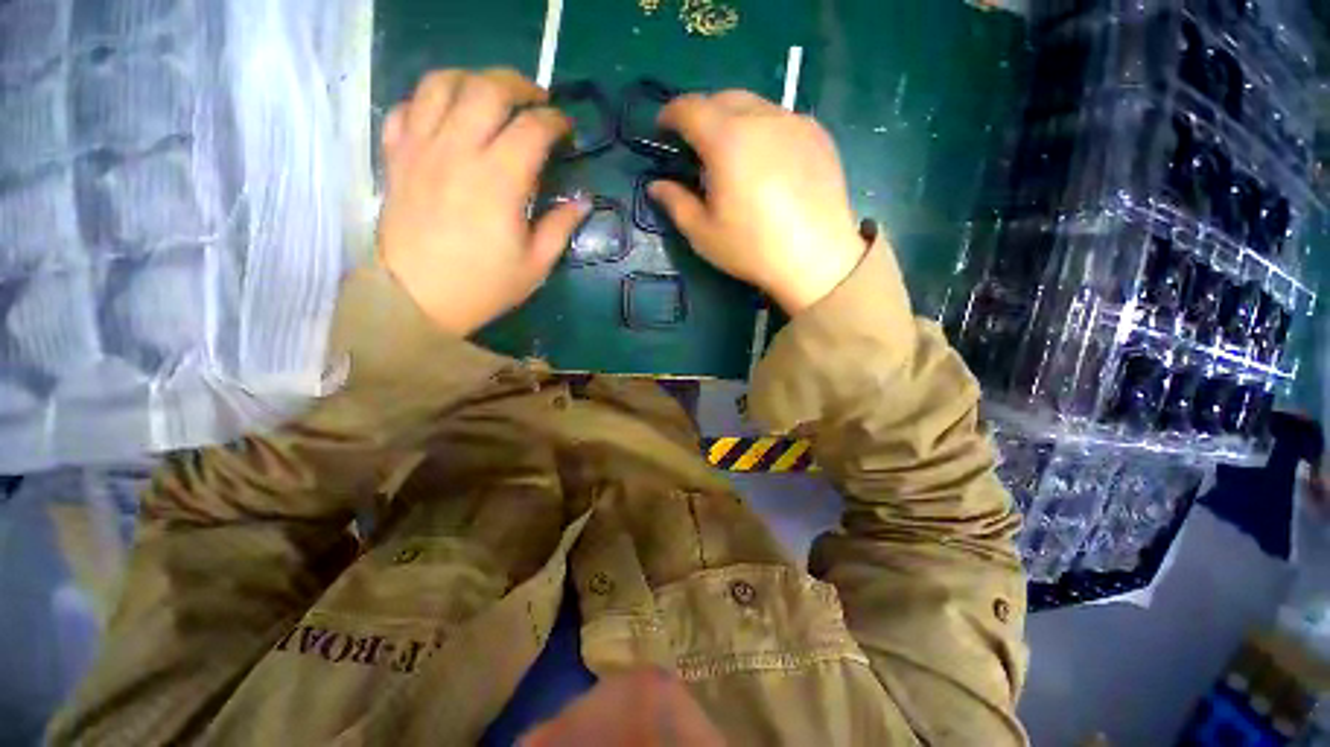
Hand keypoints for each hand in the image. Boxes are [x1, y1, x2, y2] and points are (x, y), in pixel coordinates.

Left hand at [377, 69, 590, 335]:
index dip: (555, 122)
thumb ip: (560, 227)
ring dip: (473, 79)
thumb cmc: (483, 286)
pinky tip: (447, 117)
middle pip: (487, 89)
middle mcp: (458, 152)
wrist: (417, 299)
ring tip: (491, 96)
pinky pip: (407, 107)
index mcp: (499, 181)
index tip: (566, 130)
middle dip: (519, 85)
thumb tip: (582, 202)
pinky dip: (429, 101)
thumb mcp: (535, 265)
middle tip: (536, 100)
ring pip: (442, 83)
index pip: (532, 128)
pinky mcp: (396, 157)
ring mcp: (421, 149)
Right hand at [649, 91, 866, 313]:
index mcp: (727, 139)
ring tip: (732, 153)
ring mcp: (795, 122)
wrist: (817, 258)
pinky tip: (765, 162)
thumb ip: (676, 203)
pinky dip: (763, 130)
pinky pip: (781, 119)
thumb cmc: (752, 249)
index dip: (670, 113)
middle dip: (702, 113)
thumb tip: (657, 186)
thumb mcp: (703, 233)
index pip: (690, 107)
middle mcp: (762, 118)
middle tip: (696, 144)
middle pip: (723, 97)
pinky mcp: (818, 135)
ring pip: (754, 105)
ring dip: (734, 119)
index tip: (663, 128)